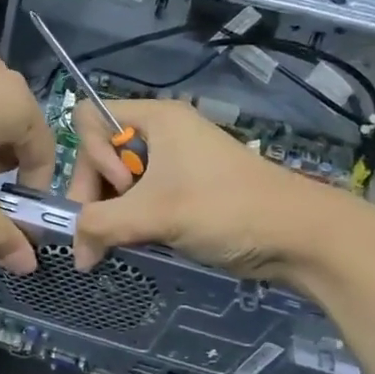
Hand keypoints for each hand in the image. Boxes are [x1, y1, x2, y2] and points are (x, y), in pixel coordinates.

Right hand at [66, 99, 364, 278]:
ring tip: (121, 243)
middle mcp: (161, 133)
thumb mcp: (153, 215)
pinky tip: (136, 242)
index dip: (92, 155)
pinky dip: (131, 220)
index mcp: (156, 118)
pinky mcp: (183, 190)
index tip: (121, 187)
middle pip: (100, 154)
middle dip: (96, 193)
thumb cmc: (224, 209)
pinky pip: (140, 198)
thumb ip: (99, 226)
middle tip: (105, 232)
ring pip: (118, 181)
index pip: (90, 119)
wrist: (298, 236)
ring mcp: (174, 162)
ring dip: (112, 212)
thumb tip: (76, 255)